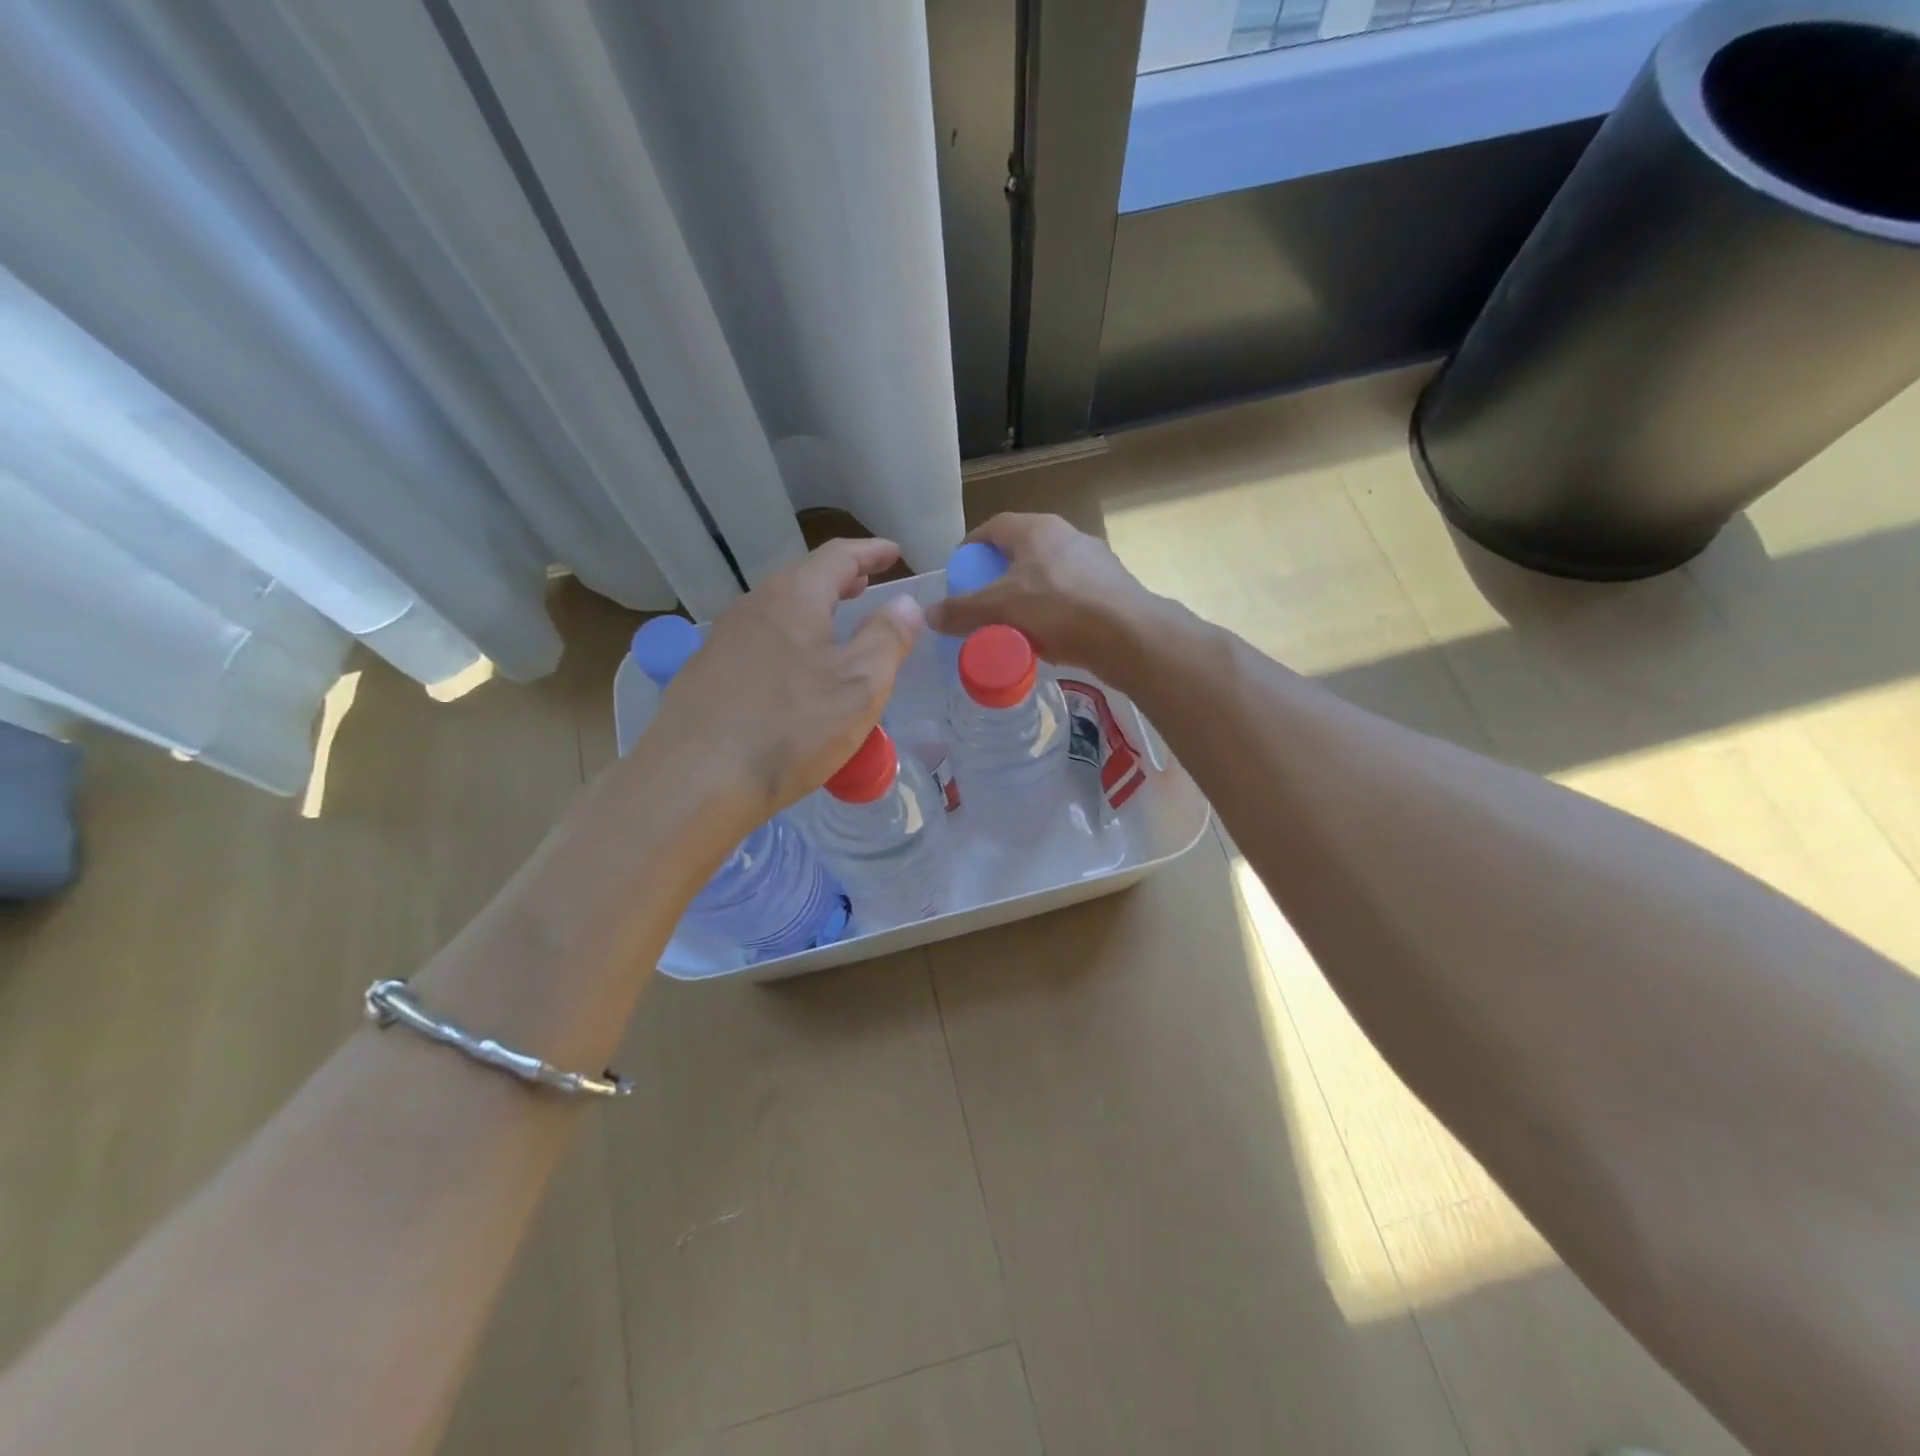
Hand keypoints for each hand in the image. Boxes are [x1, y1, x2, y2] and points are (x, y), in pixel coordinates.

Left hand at [644, 538, 923, 820]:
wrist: (696, 779)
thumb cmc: (791, 726)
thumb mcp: (860, 684)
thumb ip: (888, 637)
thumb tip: (905, 604)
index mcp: (794, 596)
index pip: (838, 556)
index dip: (870, 551)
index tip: (893, 552)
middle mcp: (754, 606)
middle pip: (803, 579)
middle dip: (839, 579)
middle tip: (867, 585)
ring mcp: (723, 639)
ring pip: (778, 612)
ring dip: (813, 611)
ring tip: (836, 627)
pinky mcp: (707, 674)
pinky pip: (760, 643)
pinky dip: (789, 642)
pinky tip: (795, 674)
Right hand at [925, 514, 1166, 684]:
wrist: (1129, 635)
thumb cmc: (1059, 609)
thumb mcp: (1000, 609)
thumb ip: (962, 611)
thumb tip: (929, 614)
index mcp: (1037, 529)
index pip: (993, 527)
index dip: (971, 548)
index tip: (959, 574)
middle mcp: (1067, 536)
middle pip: (1020, 552)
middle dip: (997, 577)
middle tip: (981, 604)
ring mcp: (1093, 561)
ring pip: (1047, 575)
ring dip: (1026, 596)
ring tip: (1010, 625)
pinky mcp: (1110, 589)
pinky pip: (1069, 597)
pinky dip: (1051, 613)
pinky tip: (1046, 638)